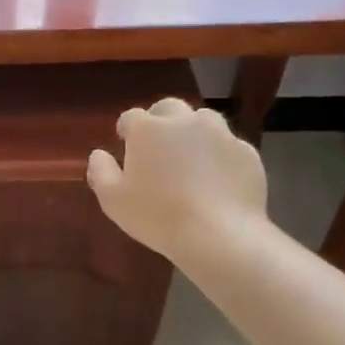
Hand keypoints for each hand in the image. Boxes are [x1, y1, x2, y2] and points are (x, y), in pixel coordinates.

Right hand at [86, 99, 268, 261]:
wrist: (220, 235)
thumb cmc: (157, 216)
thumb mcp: (113, 200)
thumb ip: (100, 171)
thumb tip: (98, 154)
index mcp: (148, 129)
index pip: (131, 117)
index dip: (126, 129)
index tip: (125, 143)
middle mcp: (184, 121)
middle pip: (169, 108)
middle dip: (160, 120)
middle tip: (157, 145)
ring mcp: (220, 134)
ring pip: (203, 120)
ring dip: (192, 131)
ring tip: (190, 157)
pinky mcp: (246, 152)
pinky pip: (228, 146)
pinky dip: (219, 155)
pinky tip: (217, 178)